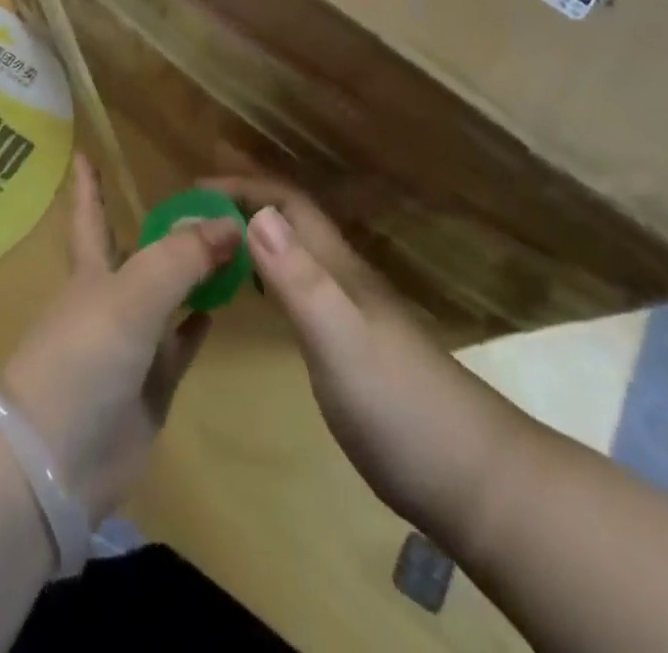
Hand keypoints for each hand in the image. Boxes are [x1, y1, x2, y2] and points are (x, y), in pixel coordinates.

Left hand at [0, 154, 241, 524]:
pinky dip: (196, 326)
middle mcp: (109, 302)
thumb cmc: (83, 357)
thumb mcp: (132, 294)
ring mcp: (129, 346)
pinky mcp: (149, 388)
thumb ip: (180, 256)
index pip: (91, 215)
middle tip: (198, 201)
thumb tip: (229, 224)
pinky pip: (179, 345)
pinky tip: (219, 308)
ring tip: (225, 247)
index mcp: (92, 272)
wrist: (56, 460)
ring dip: (190, 274)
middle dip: (159, 229)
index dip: (89, 185)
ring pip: (166, 297)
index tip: (85, 152)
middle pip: (137, 254)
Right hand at [207, 169, 527, 533]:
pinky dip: (269, 276)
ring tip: (213, 245)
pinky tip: (256, 297)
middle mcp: (344, 279)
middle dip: (244, 203)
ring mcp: (352, 313)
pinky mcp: (353, 347)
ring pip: (296, 254)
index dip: (244, 187)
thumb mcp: (340, 340)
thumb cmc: (399, 407)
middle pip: (291, 222)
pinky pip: (301, 290)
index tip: (195, 189)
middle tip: (194, 212)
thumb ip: (299, 279)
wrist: (473, 480)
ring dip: (255, 237)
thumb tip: (256, 213)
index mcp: (338, 267)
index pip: (289, 204)